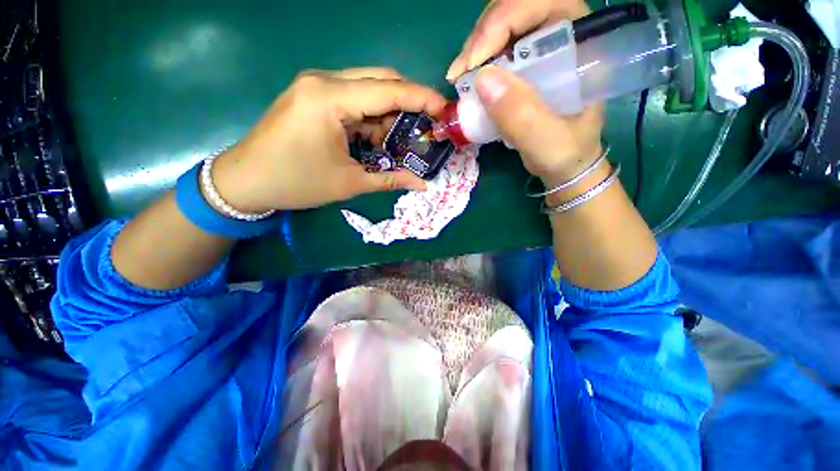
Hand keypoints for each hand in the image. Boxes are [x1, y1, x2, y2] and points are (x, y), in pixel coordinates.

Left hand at [210, 68, 446, 211]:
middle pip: (381, 80)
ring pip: (368, 88)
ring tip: (403, 139)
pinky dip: (371, 117)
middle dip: (409, 102)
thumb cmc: (295, 183)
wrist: (245, 180)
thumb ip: (390, 179)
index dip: (422, 99)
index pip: (388, 90)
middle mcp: (324, 81)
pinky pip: (353, 99)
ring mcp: (316, 86)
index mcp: (330, 99)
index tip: (445, 110)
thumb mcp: (348, 183)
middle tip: (427, 126)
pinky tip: (378, 138)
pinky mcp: (313, 96)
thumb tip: (422, 184)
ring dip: (390, 113)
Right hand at [447, 0, 603, 185]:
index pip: (545, 5)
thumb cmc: (565, 154)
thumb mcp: (546, 141)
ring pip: (504, 27)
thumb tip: (482, 78)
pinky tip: (467, 81)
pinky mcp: (525, 67)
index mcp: (582, 46)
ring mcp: (541, 52)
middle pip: (519, 10)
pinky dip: (478, 63)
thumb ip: (521, 114)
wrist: (564, 166)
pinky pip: (497, 51)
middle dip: (484, 34)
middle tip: (460, 71)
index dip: (505, 21)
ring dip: (476, 48)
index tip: (475, 62)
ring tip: (459, 78)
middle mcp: (562, 38)